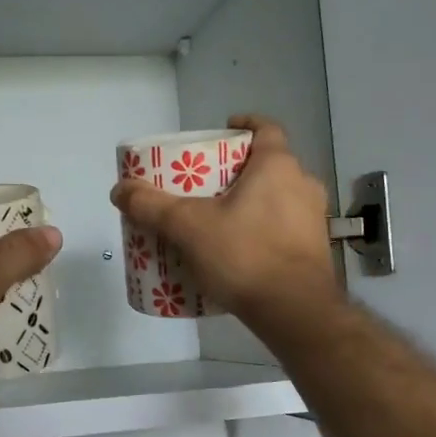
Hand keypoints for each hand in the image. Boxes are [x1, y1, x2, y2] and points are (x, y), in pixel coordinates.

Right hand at [110, 116, 338, 325]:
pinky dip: (262, 233)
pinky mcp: (315, 251)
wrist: (294, 311)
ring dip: (251, 204)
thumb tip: (119, 190)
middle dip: (238, 172)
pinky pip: (283, 230)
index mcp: (277, 167)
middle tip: (207, 185)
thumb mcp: (188, 227)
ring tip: (218, 221)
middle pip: (268, 166)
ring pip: (278, 199)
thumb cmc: (245, 255)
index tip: (224, 130)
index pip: (266, 129)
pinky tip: (237, 253)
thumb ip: (151, 206)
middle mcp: (303, 185)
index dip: (245, 125)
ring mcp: (313, 220)